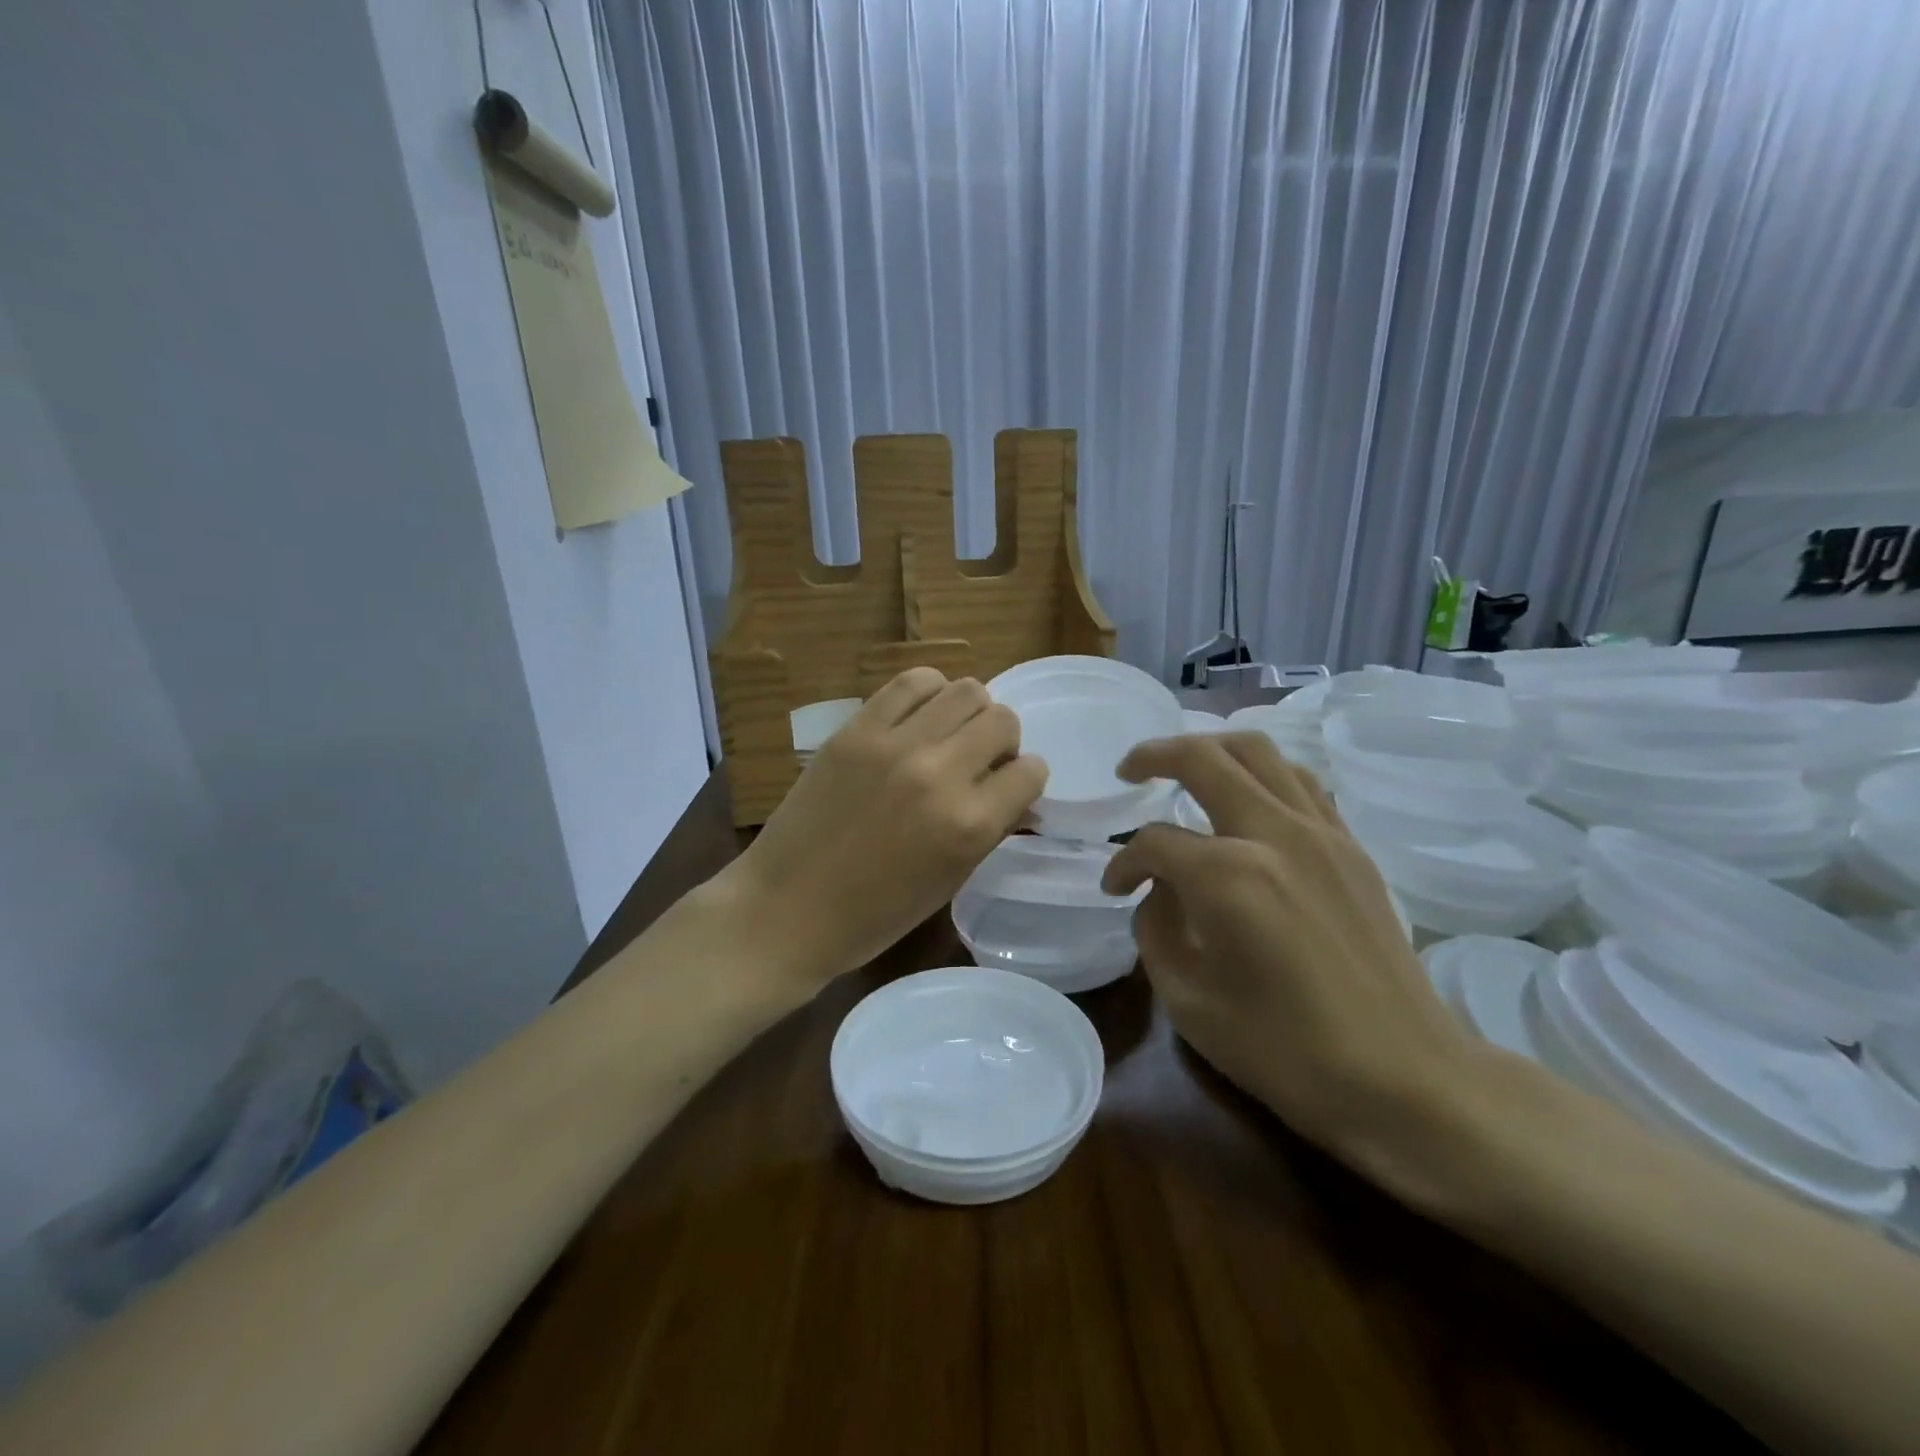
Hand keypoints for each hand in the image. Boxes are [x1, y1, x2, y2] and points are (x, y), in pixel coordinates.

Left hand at [723, 669, 1047, 987]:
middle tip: (979, 760)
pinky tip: (919, 717)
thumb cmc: (874, 915)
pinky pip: (911, 682)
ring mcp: (895, 744)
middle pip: (1002, 720)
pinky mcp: (857, 728)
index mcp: (969, 825)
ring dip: (969, 712)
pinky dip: (928, 693)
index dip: (1025, 779)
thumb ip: (989, 829)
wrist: (787, 907)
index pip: (1031, 772)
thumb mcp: (949, 880)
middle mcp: (940, 774)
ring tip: (949, 734)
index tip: (1009, 787)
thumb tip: (1017, 795)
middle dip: (1002, 741)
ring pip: (964, 690)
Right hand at [1101, 732, 1480, 1181]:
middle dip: (1154, 756)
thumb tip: (1157, 890)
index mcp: (1228, 876)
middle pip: (1204, 758)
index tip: (1115, 889)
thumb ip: (1155, 929)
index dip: (1124, 863)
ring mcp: (1323, 834)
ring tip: (1185, 767)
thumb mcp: (1188, 1000)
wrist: (1405, 1079)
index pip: (1154, 843)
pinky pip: (1301, 783)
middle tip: (1129, 770)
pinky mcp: (1353, 848)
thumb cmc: (1285, 1051)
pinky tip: (1247, 799)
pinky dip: (1262, 775)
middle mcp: (1275, 834)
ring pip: (1260, 752)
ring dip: (1212, 749)